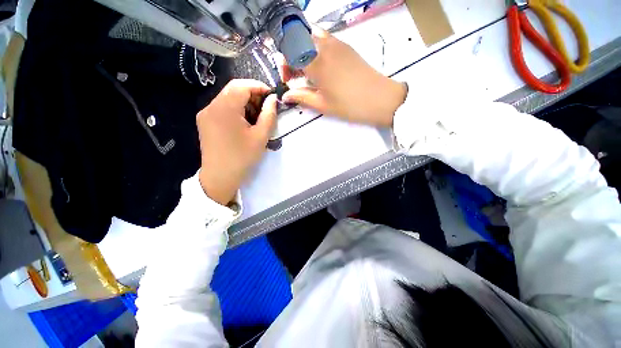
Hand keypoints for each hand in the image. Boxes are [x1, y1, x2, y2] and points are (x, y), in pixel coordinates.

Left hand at [197, 79, 276, 204]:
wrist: (220, 177)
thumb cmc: (242, 157)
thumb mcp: (261, 136)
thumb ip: (269, 115)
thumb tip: (273, 99)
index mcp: (224, 108)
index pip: (242, 85)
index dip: (259, 87)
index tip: (272, 96)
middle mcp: (211, 106)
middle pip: (233, 90)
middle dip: (252, 95)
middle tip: (266, 108)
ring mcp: (205, 114)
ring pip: (228, 98)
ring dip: (244, 103)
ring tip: (257, 117)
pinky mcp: (205, 122)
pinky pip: (222, 108)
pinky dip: (236, 110)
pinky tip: (244, 123)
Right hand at [281, 26, 406, 126]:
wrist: (380, 98)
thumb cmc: (349, 105)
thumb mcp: (323, 105)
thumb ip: (302, 97)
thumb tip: (286, 96)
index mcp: (316, 63)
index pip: (289, 51)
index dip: (284, 64)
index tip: (288, 80)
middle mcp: (324, 46)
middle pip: (298, 38)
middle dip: (291, 55)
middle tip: (297, 75)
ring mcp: (337, 43)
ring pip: (310, 34)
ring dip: (303, 49)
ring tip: (308, 70)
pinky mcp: (346, 45)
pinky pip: (324, 37)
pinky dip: (315, 47)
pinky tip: (320, 65)